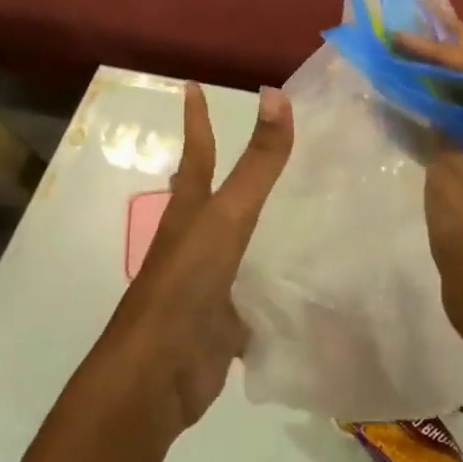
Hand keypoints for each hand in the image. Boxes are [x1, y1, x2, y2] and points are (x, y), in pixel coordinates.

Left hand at [96, 82, 293, 438]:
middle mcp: (196, 241)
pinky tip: (304, 282)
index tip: (193, 86)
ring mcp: (209, 282)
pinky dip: (275, 283)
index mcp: (190, 212)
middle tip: (255, 148)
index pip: (198, 152)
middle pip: (211, 197)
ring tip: (292, 208)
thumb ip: (257, 163)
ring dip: (256, 226)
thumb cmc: (186, 284)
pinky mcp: (225, 321)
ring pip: (236, 244)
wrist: (158, 375)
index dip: (197, 118)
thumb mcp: (227, 216)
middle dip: (226, 171)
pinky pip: (255, 292)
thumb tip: (275, 93)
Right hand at [394, 23, 462, 361]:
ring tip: (409, 46)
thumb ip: (443, 125)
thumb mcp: (457, 176)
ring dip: (444, 74)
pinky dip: (443, 107)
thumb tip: (425, 96)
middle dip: (451, 47)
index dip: (445, 49)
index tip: (402, 37)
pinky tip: (413, 91)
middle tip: (412, 21)